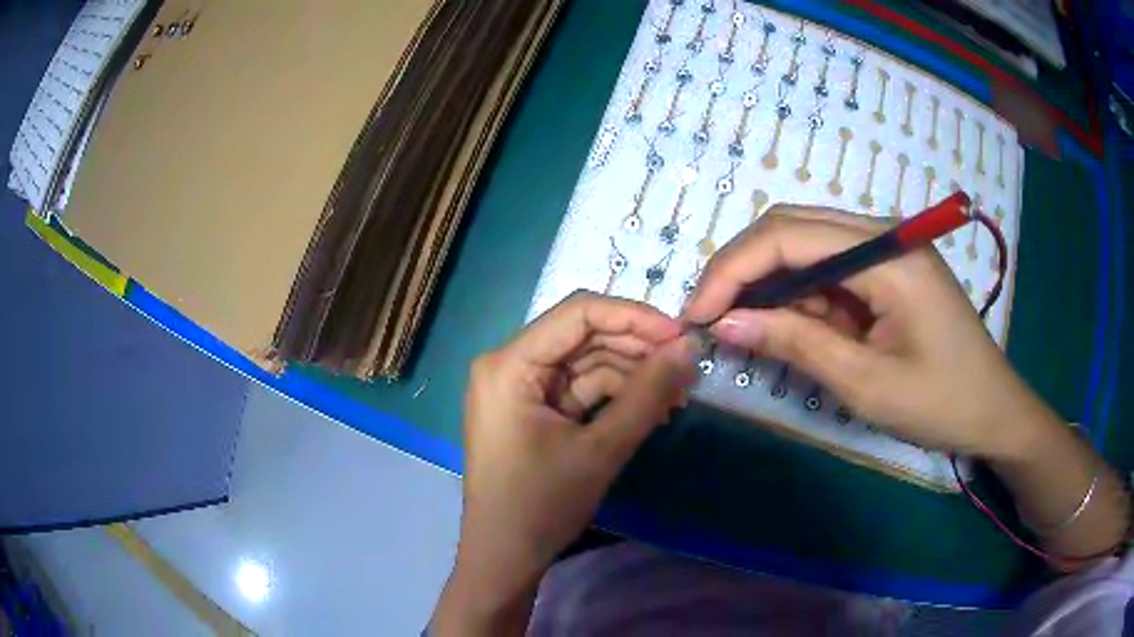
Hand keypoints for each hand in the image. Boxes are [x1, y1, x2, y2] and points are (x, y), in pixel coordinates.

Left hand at [432, 291, 695, 634]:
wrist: (505, 558)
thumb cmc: (542, 506)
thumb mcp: (602, 449)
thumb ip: (648, 394)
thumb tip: (689, 347)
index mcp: (509, 364)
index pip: (578, 313)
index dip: (634, 316)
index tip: (681, 336)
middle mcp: (508, 364)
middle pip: (582, 335)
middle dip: (637, 350)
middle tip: (685, 370)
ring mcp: (518, 387)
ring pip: (585, 362)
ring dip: (631, 375)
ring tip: (676, 396)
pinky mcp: (531, 409)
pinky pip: (578, 389)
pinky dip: (613, 396)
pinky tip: (650, 410)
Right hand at [683, 206, 1050, 458]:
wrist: (993, 411)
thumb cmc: (941, 403)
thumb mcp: (866, 383)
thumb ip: (796, 343)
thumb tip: (725, 323)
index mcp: (888, 255)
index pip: (789, 235)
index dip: (732, 269)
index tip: (697, 315)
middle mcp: (884, 234)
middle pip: (792, 226)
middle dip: (743, 270)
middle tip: (712, 319)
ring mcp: (887, 248)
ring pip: (806, 245)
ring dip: (772, 286)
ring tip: (751, 333)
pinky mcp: (887, 269)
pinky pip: (829, 269)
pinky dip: (801, 297)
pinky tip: (795, 330)